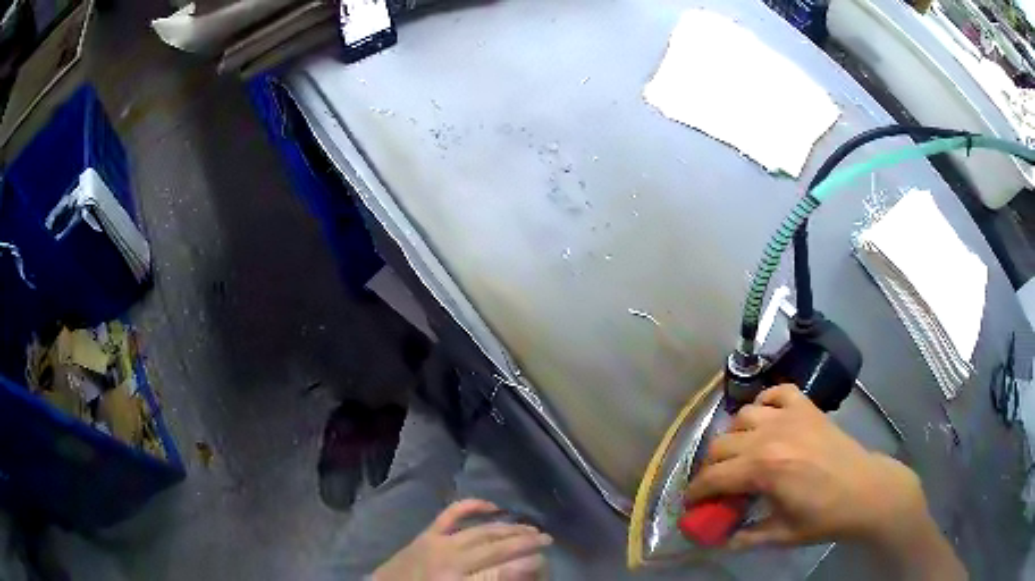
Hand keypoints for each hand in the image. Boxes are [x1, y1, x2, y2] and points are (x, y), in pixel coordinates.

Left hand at [374, 499, 551, 580]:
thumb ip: (489, 580)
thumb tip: (520, 569)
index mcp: (456, 580)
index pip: (501, 571)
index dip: (527, 564)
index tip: (545, 560)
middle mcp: (450, 560)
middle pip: (495, 548)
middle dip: (525, 543)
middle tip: (548, 540)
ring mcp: (438, 542)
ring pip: (481, 531)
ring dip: (508, 527)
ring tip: (530, 528)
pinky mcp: (427, 533)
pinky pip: (452, 514)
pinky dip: (472, 506)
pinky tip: (491, 505)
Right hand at [685, 385, 929, 550]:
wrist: (865, 491)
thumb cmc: (823, 517)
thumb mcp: (779, 536)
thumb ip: (743, 537)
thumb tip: (715, 538)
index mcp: (763, 469)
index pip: (713, 477)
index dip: (695, 493)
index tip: (691, 505)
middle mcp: (771, 435)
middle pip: (720, 444)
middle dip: (710, 468)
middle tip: (716, 486)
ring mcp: (790, 416)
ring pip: (742, 416)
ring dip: (734, 437)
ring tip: (740, 455)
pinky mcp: (807, 407)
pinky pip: (776, 393)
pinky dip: (765, 402)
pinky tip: (765, 419)